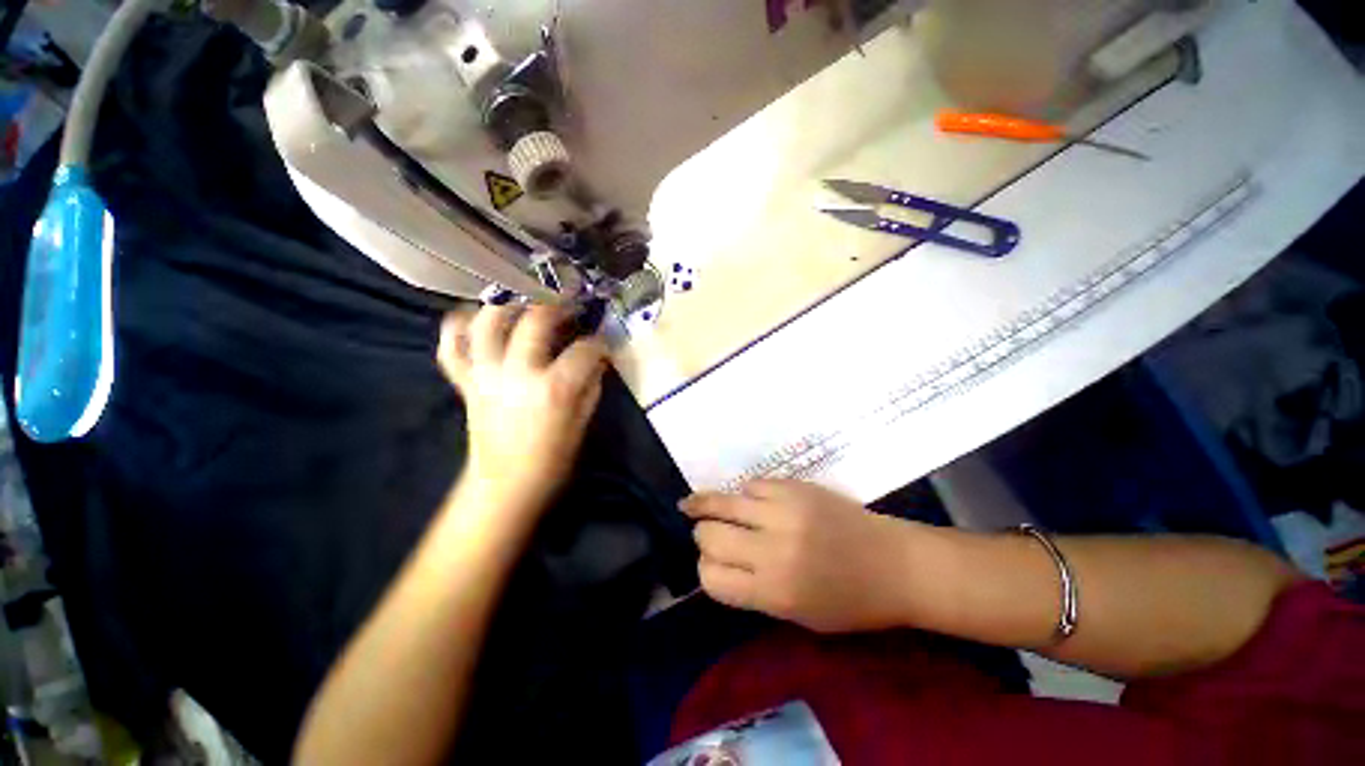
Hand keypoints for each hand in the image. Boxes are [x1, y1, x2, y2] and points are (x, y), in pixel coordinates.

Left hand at [438, 305, 607, 513]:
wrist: (506, 485)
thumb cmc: (553, 457)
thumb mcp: (583, 421)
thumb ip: (591, 384)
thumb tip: (596, 359)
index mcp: (555, 388)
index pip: (585, 350)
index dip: (600, 343)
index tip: (604, 344)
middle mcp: (518, 373)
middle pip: (535, 320)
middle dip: (557, 307)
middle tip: (569, 307)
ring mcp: (486, 375)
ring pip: (487, 322)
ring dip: (509, 305)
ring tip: (526, 304)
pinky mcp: (467, 383)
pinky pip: (452, 346)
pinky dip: (459, 327)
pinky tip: (477, 319)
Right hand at [682, 480, 917, 632]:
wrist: (897, 564)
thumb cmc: (852, 602)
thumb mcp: (798, 615)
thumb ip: (753, 591)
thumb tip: (717, 563)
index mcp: (774, 591)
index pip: (711, 578)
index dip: (705, 570)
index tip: (712, 565)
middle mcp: (772, 549)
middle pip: (709, 536)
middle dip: (703, 536)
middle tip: (708, 534)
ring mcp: (784, 511)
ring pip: (722, 502)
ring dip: (706, 506)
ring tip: (691, 504)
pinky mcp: (795, 487)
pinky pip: (752, 484)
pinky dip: (745, 494)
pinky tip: (746, 498)